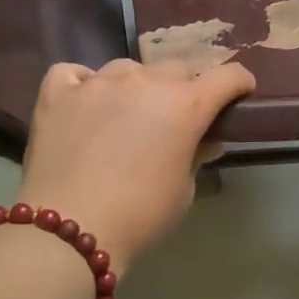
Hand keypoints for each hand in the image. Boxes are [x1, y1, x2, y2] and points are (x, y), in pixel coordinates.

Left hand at [17, 59, 255, 274]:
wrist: (70, 230)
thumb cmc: (140, 216)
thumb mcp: (183, 191)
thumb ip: (196, 156)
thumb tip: (203, 141)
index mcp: (185, 105)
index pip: (227, 76)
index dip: (239, 84)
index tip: (239, 95)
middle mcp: (145, 82)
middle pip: (176, 69)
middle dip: (183, 89)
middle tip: (175, 120)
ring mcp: (98, 83)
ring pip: (128, 68)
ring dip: (136, 86)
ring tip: (127, 114)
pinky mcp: (59, 93)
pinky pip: (75, 73)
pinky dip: (83, 83)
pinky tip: (84, 102)